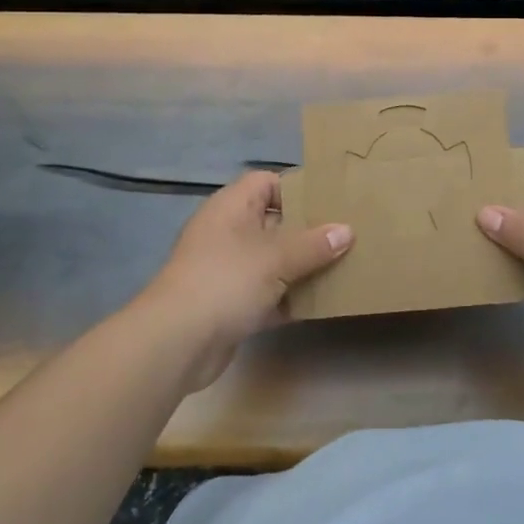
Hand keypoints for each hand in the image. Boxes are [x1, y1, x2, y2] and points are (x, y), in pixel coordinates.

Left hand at [134, 172, 352, 390]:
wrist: (176, 341)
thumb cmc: (226, 280)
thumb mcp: (276, 257)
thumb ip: (313, 244)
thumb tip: (347, 230)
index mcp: (232, 206)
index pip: (266, 182)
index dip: (297, 188)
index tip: (331, 201)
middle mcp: (227, 232)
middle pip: (273, 221)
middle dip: (307, 230)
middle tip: (346, 235)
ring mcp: (226, 269)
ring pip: (271, 260)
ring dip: (301, 267)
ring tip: (342, 267)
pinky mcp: (229, 304)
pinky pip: (266, 293)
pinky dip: (288, 298)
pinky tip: (319, 304)